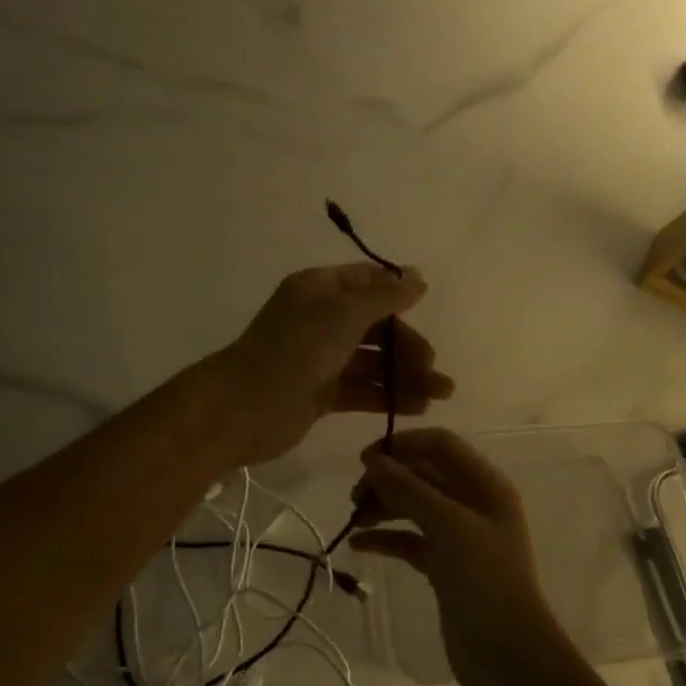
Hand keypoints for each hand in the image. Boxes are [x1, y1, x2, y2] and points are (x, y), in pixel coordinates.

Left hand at [202, 264, 452, 467]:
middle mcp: (319, 320)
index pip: (365, 281)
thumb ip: (385, 296)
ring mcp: (318, 359)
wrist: (246, 407)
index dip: (397, 292)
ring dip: (405, 375)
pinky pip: (360, 390)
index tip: (428, 307)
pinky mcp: (319, 394)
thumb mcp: (345, 313)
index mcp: (319, 289)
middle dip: (407, 345)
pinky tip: (416, 407)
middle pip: (374, 326)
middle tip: (433, 368)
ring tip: (440, 394)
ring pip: (371, 362)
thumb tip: (417, 278)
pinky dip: (387, 396)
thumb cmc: (296, 349)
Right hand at [348, 428, 570, 685]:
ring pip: (414, 507)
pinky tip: (360, 545)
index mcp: (484, 485)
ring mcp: (459, 536)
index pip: (440, 445)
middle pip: (423, 474)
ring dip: (383, 507)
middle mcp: (472, 504)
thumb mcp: (448, 526)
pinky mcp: (444, 566)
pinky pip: (410, 540)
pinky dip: (386, 538)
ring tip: (353, 520)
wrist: (508, 656)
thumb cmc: (484, 580)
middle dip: (388, 479)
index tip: (365, 461)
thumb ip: (409, 489)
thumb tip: (373, 460)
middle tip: (354, 496)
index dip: (403, 445)